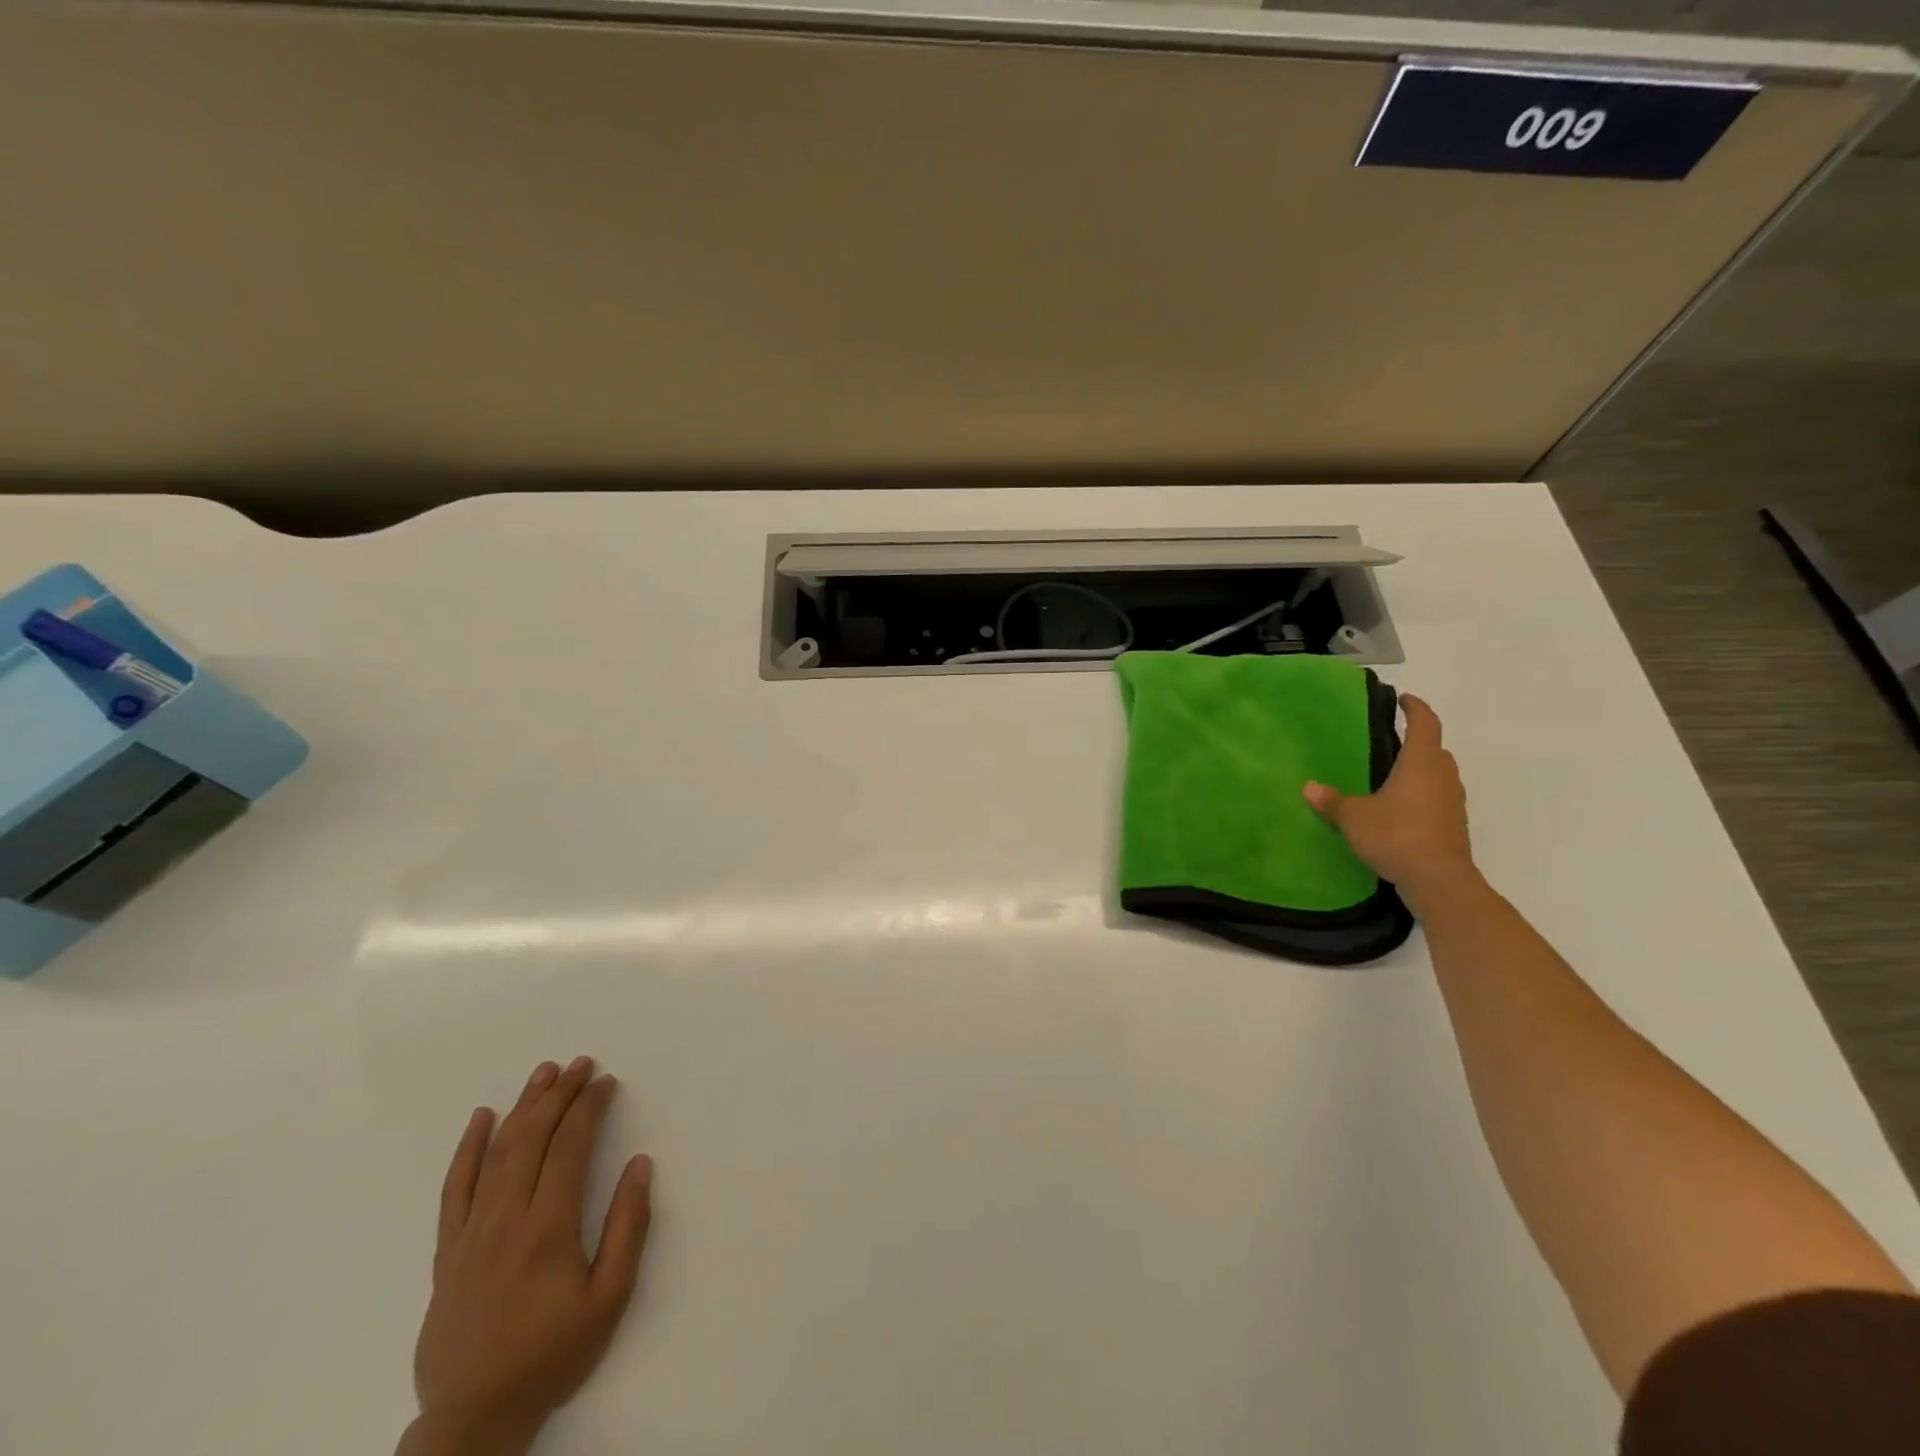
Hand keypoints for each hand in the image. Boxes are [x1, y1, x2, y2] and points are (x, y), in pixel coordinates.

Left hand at [402, 1058, 654, 1455]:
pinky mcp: (447, 1252)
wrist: (474, 1418)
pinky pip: (454, 1190)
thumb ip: (628, 1227)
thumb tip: (640, 1164)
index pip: (569, 1148)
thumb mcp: (609, 1298)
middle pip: (532, 1139)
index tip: (606, 1082)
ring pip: (496, 1154)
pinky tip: (481, 1119)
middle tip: (582, 1064)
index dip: (589, 1108)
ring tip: (544, 1073)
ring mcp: (471, 1234)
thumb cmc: (552, 1354)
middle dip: (560, 1095)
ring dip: (522, 1108)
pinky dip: (467, 1149)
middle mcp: (506, 1220)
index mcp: (548, 1229)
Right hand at [1303, 693, 1475, 910]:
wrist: (1439, 880)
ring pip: (1439, 774)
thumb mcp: (1354, 818)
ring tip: (1393, 775)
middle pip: (1435, 749)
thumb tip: (1309, 787)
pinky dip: (1423, 794)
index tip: (1403, 699)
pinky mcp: (1454, 824)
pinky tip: (1402, 808)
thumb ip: (1332, 801)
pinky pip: (1439, 798)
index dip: (1415, 708)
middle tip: (1391, 741)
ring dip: (1421, 769)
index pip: (1425, 723)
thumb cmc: (1397, 836)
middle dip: (1417, 741)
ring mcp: (1453, 801)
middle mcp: (1443, 776)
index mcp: (1421, 763)